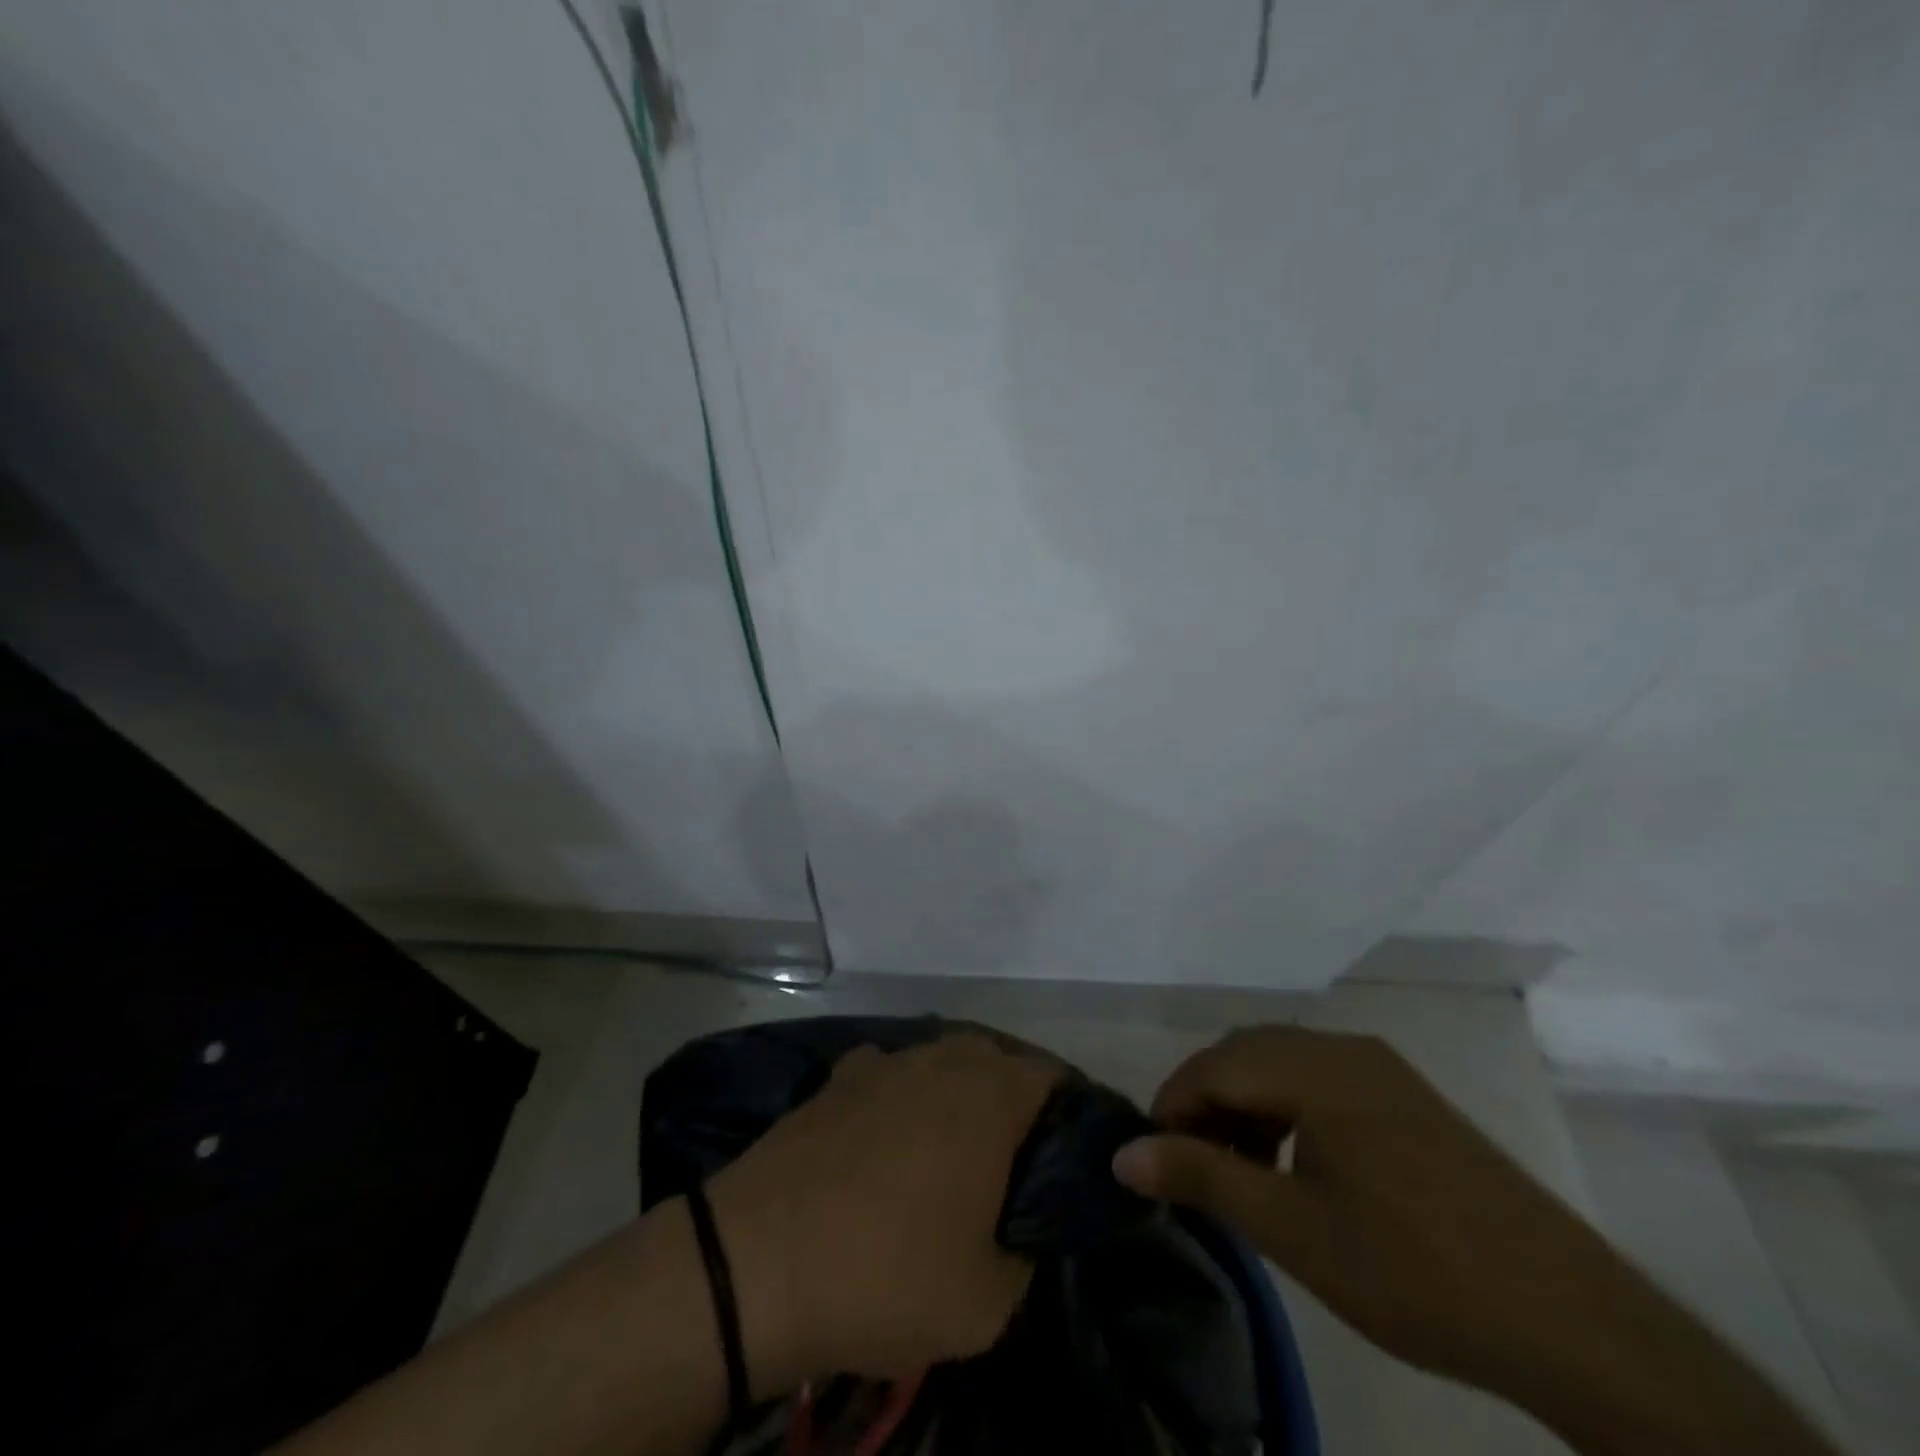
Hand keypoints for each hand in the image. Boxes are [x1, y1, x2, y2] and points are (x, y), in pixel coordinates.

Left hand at [704, 1034, 1059, 1395]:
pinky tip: (884, 1137)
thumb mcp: (986, 1302)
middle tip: (1008, 1161)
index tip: (1063, 1156)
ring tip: (947, 1150)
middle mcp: (941, 1060)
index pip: (1050, 1078)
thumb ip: (1024, 1257)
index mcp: (990, 1096)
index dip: (1066, 1113)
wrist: (758, 1261)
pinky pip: (887, 1074)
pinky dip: (898, 1095)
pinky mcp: (837, 1078)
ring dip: (954, 1093)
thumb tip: (1020, 1231)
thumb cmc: (888, 1274)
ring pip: (939, 1061)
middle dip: (1010, 1100)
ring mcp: (885, 1062)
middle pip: (994, 1061)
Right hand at [1111, 1026, 1629, 1396]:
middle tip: (1193, 1167)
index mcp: (1318, 1068)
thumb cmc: (1416, 1272)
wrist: (1571, 1321)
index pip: (1214, 1065)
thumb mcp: (1295, 1232)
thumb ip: (1204, 1180)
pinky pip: (1321, 1078)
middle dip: (1207, 1102)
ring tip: (1240, 1171)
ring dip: (1246, 1104)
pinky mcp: (1406, 1095)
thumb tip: (1123, 1156)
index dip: (1173, 1106)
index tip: (1156, 1160)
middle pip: (1245, 1053)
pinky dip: (1287, 1108)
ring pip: (1282, 1063)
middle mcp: (1345, 1049)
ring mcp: (1381, 1068)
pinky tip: (1295, 1164)